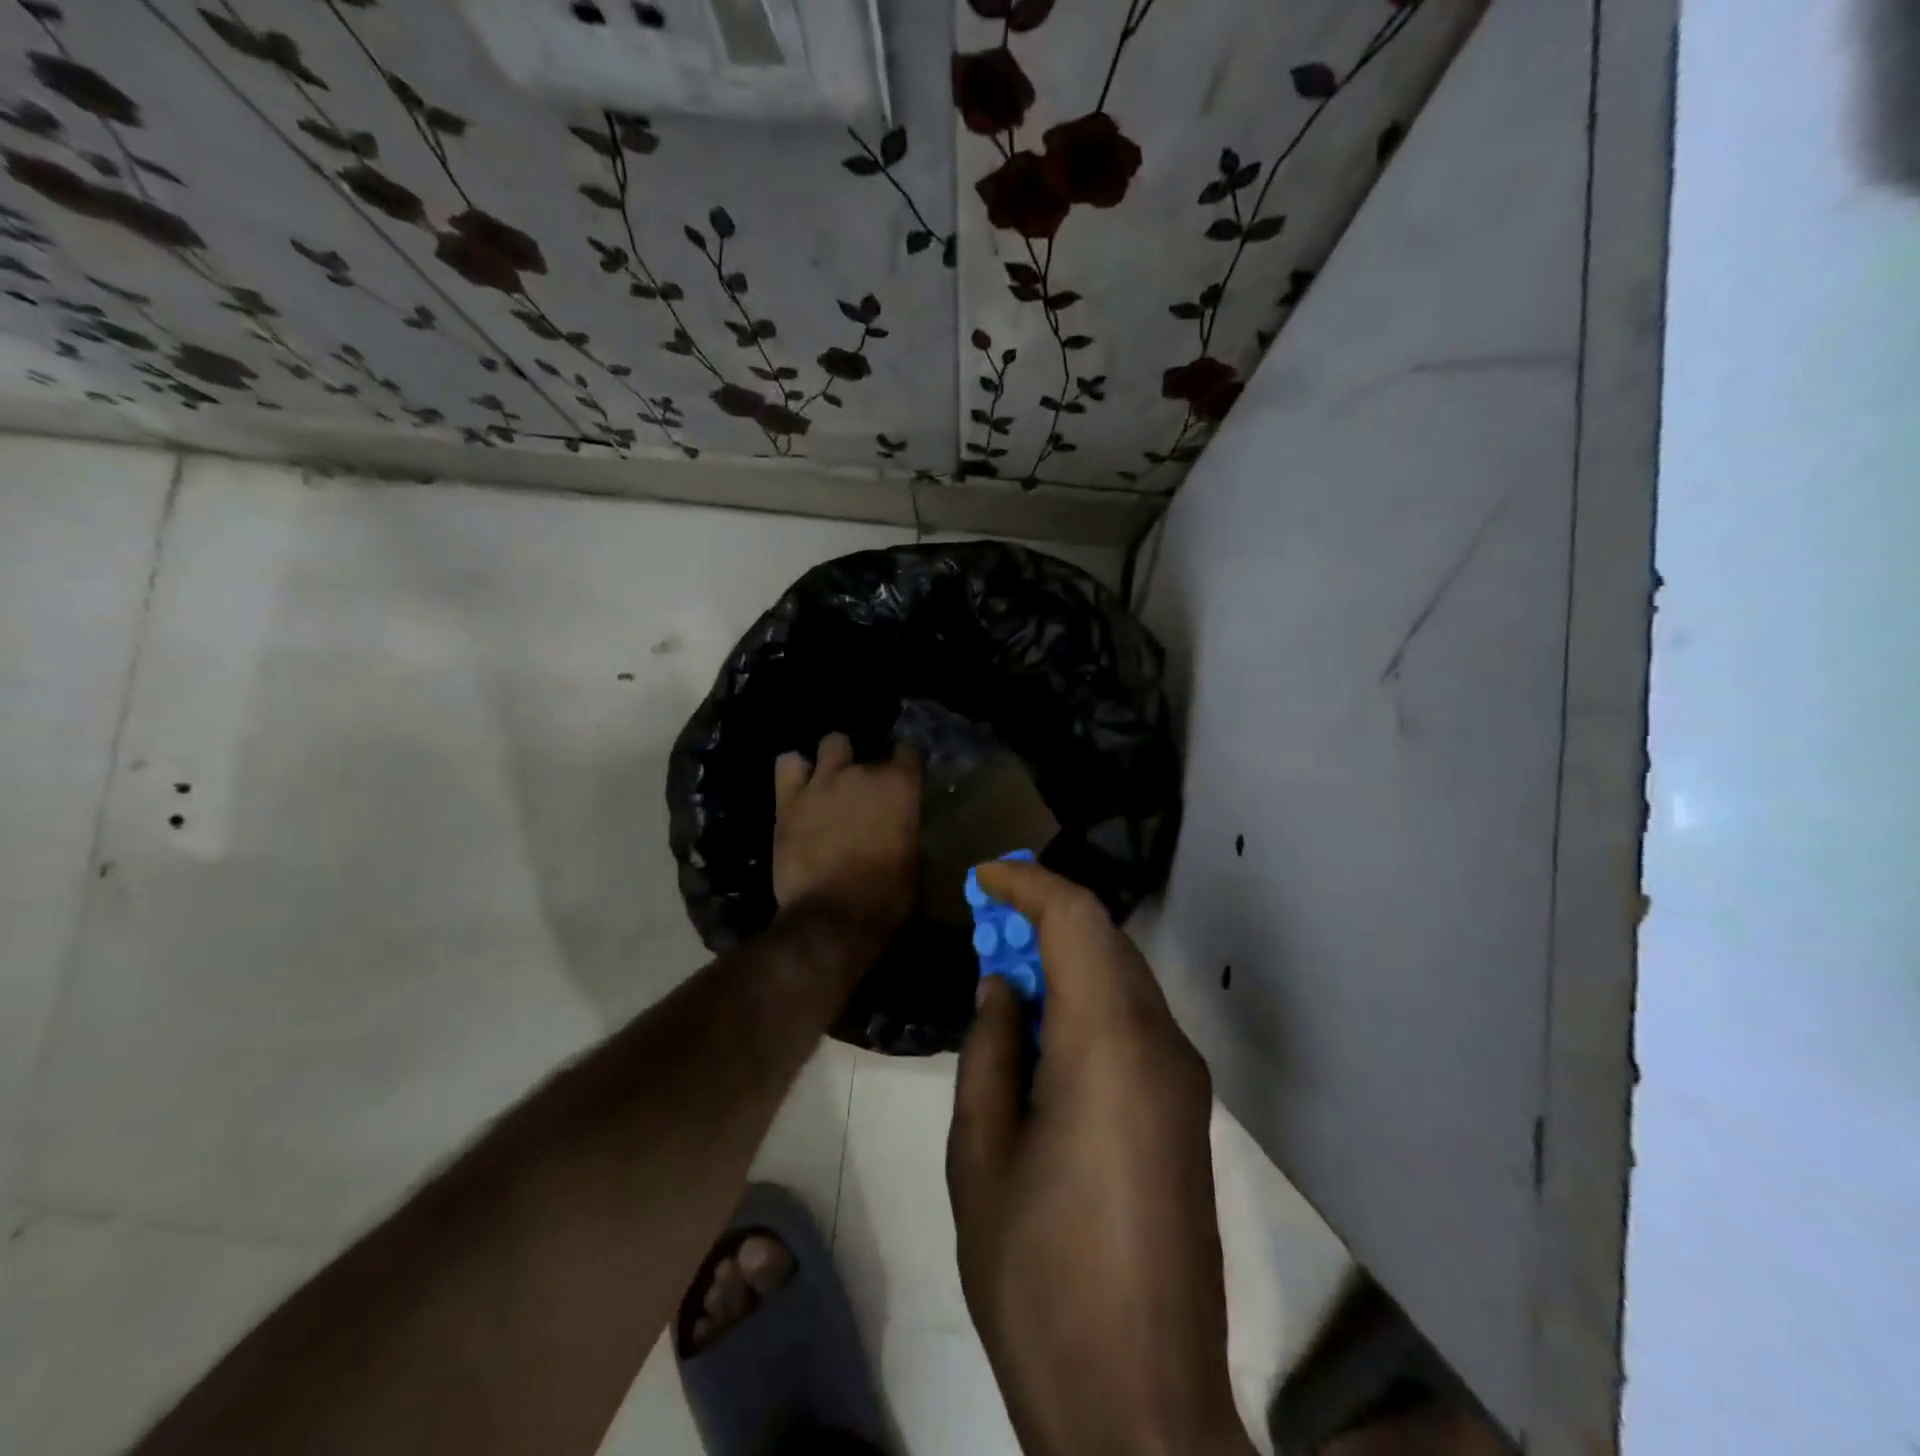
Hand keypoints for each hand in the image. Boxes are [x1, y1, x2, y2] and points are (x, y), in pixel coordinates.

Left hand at [772, 732, 921, 945]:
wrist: (833, 917)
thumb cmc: (885, 896)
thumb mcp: (913, 859)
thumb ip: (905, 826)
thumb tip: (900, 821)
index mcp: (900, 787)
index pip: (909, 751)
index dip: (906, 762)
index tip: (905, 777)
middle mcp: (862, 773)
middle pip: (870, 752)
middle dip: (869, 770)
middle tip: (866, 795)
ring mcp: (823, 782)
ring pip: (832, 743)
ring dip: (835, 760)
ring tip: (832, 782)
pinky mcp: (789, 799)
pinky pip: (788, 763)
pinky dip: (796, 771)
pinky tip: (800, 787)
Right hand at [947, 860, 1249, 1455]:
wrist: (1138, 1407)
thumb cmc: (1039, 1279)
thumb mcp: (983, 1156)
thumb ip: (991, 1050)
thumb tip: (1003, 985)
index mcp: (1110, 1047)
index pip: (1077, 918)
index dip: (1028, 882)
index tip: (982, 878)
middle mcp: (1161, 1046)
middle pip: (1106, 940)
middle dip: (1044, 916)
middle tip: (986, 926)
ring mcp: (1184, 1080)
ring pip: (1124, 977)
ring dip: (1067, 957)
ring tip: (1008, 978)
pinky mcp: (1187, 1112)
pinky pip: (1135, 1021)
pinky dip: (1089, 999)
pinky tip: (1045, 1034)